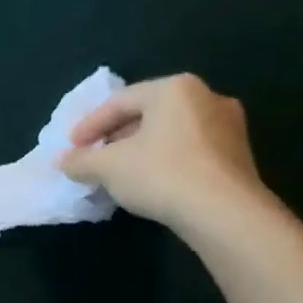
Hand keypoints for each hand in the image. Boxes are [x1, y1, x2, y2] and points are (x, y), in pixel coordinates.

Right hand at [58, 74, 268, 233]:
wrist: (224, 213)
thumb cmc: (160, 174)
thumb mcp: (106, 167)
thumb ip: (80, 160)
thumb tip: (64, 160)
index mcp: (175, 89)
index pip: (119, 102)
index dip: (89, 125)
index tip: (71, 147)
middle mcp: (207, 97)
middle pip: (147, 113)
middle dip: (116, 136)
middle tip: (95, 156)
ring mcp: (229, 126)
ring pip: (170, 132)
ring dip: (141, 149)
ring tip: (119, 172)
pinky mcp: (238, 154)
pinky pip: (190, 150)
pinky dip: (165, 160)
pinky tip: (150, 182)